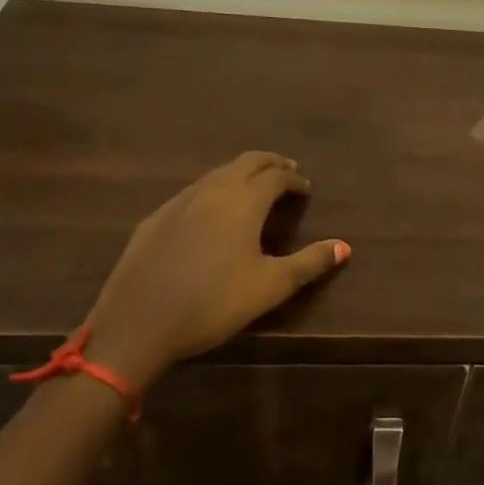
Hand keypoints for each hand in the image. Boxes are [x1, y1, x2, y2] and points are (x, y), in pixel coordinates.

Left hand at [83, 152, 348, 389]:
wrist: (139, 322)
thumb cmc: (213, 303)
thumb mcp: (270, 287)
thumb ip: (309, 263)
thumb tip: (344, 246)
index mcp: (244, 201)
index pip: (276, 176)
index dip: (295, 179)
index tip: (306, 189)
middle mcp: (213, 190)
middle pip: (247, 162)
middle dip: (270, 163)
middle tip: (287, 172)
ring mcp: (180, 201)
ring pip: (217, 173)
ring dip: (241, 173)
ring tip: (253, 187)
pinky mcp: (156, 218)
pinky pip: (193, 191)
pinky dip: (213, 190)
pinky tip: (210, 211)